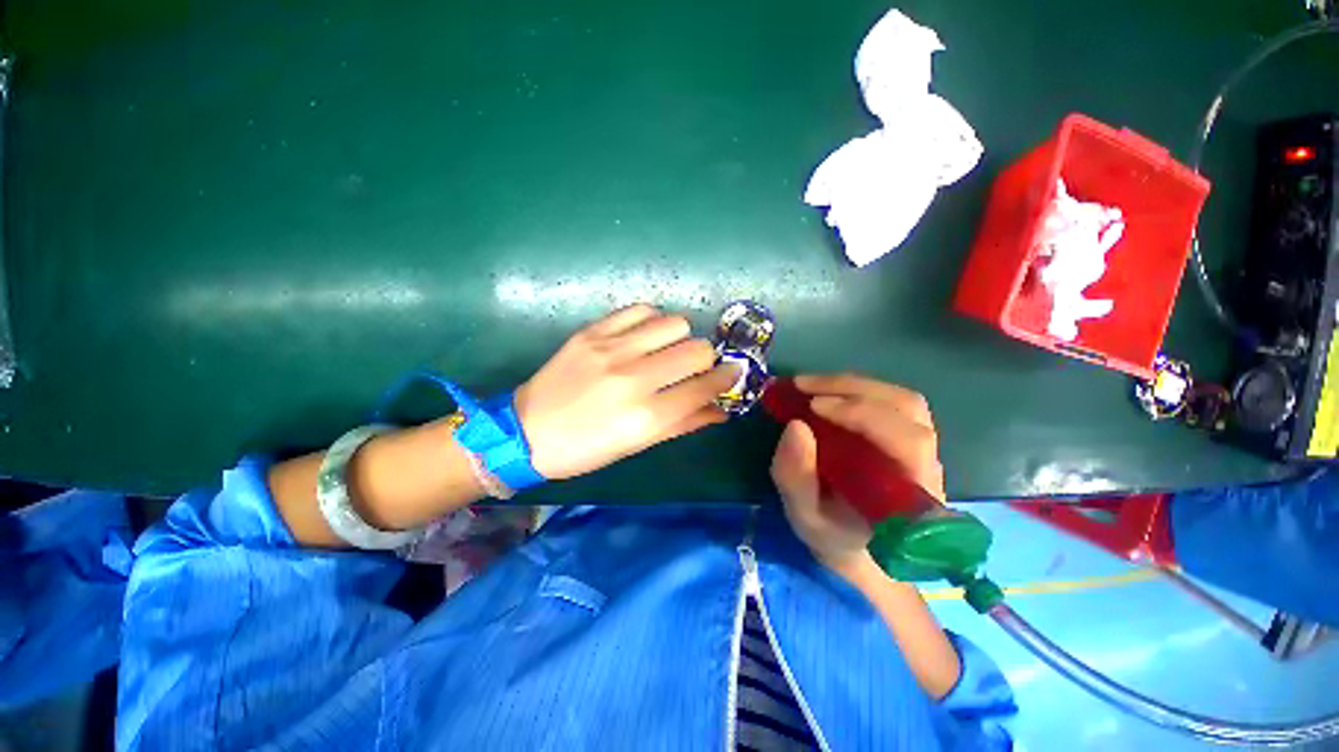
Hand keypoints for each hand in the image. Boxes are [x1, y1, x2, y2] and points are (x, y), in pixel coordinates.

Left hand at [515, 304, 738, 479]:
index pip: (705, 386)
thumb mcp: (637, 445)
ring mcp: (612, 350)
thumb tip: (721, 409)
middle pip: (697, 349)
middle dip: (707, 358)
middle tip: (696, 366)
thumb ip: (683, 424)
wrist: (527, 432)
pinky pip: (640, 309)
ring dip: (680, 337)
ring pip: (674, 323)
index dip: (727, 378)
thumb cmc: (586, 449)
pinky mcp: (593, 332)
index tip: (732, 373)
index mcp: (646, 416)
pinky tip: (645, 335)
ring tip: (667, 349)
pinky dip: (652, 321)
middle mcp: (634, 379)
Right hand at [771, 373, 944, 574]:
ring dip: (855, 385)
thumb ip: (797, 478)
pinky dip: (857, 389)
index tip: (814, 407)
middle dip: (852, 389)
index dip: (863, 415)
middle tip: (803, 386)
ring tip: (812, 385)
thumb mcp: (804, 516)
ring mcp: (921, 449)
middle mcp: (926, 466)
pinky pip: (892, 403)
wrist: (858, 548)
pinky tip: (828, 392)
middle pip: (907, 409)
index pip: (907, 442)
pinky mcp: (907, 438)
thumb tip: (796, 425)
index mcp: (909, 496)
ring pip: (903, 400)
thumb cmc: (833, 536)